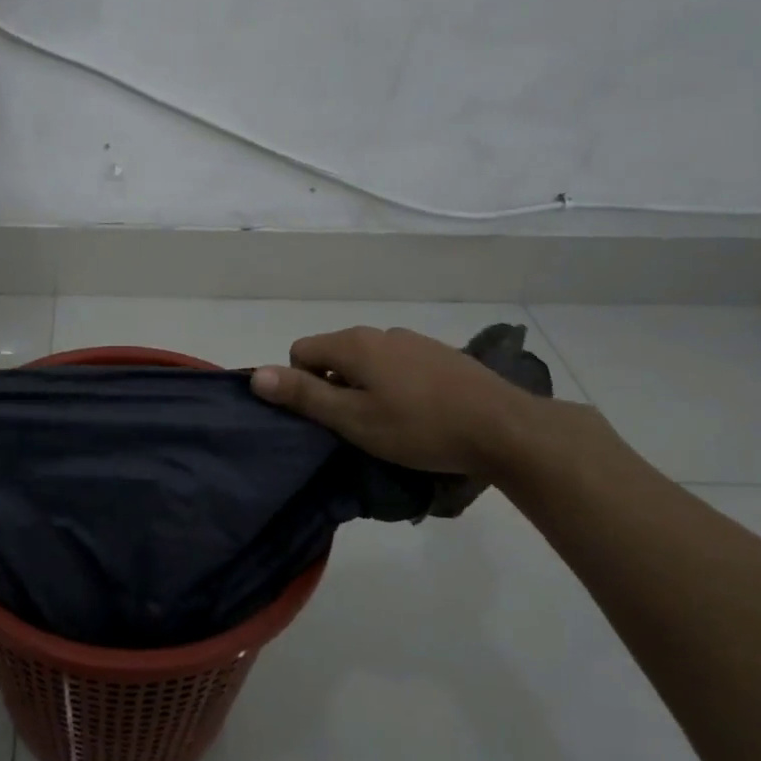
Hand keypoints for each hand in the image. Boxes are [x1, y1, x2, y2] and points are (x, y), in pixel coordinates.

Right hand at [251, 326, 538, 476]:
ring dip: (365, 387)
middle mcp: (380, 332)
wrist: (504, 428)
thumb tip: (256, 375)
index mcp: (353, 344)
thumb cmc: (418, 427)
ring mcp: (413, 340)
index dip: (302, 385)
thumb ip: (303, 395)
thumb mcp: (352, 419)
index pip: (300, 351)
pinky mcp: (440, 354)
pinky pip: (397, 365)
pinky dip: (394, 385)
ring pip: (367, 361)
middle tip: (355, 426)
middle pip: (334, 354)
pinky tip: (419, 413)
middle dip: (333, 386)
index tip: (328, 417)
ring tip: (389, 423)